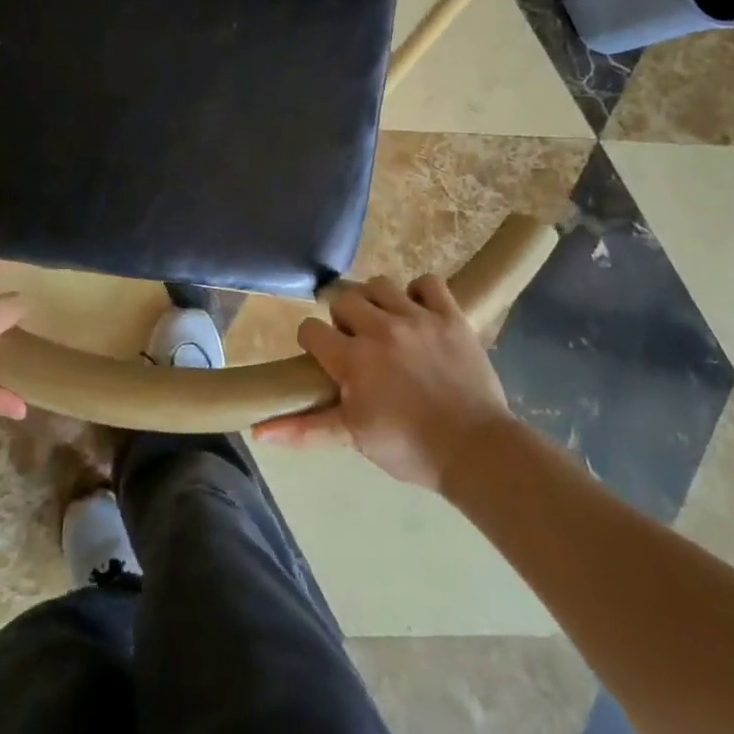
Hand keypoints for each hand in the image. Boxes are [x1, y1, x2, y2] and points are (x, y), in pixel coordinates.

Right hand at [254, 274, 514, 491]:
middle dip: (343, 318)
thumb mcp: (353, 437)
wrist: (476, 450)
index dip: (313, 341)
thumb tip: (257, 431)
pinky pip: (428, 282)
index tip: (324, 356)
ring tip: (385, 322)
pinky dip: (420, 292)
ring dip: (376, 300)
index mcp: (352, 359)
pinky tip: (419, 311)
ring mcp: (417, 317)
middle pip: (343, 298)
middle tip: (356, 341)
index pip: (311, 329)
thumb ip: (306, 428)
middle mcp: (380, 328)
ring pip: (380, 284)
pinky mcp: (450, 315)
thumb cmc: (410, 448)